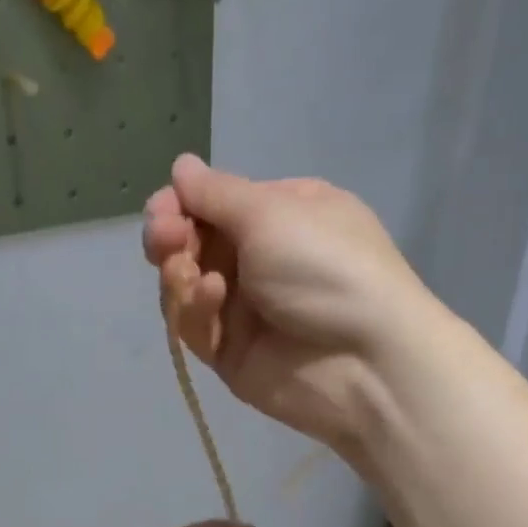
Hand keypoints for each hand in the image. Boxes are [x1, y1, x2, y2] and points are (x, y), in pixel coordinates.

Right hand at [143, 154, 434, 450]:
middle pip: (192, 245)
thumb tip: (181, 166)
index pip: (213, 204)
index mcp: (279, 215)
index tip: (163, 211)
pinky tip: (211, 298)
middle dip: (170, 238)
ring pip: (185, 287)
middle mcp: (259, 258)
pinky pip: (196, 327)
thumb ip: (217, 194)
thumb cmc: (326, 267)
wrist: (364, 361)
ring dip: (178, 275)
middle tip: (165, 240)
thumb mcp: (273, 213)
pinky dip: (195, 310)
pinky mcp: (230, 352)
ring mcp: (244, 309)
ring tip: (187, 273)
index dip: (179, 205)